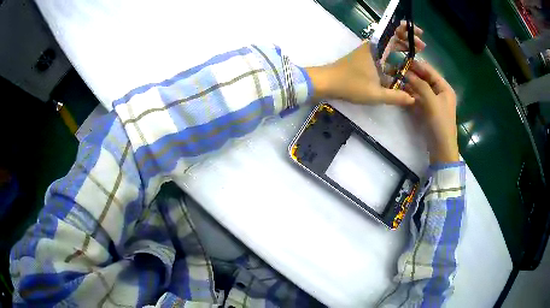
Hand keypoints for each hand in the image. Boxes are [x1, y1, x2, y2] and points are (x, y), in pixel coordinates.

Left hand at [306, 21, 423, 105]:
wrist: (326, 82)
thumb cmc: (350, 85)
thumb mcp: (375, 94)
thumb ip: (395, 97)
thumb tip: (413, 99)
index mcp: (377, 49)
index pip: (394, 33)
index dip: (407, 31)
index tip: (420, 34)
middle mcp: (373, 47)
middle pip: (393, 38)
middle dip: (408, 40)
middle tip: (422, 47)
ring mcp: (368, 53)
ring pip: (388, 47)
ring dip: (401, 49)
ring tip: (415, 56)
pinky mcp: (364, 60)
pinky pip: (383, 56)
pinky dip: (393, 59)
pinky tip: (400, 69)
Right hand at [405, 61, 458, 163]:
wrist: (441, 148)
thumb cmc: (440, 123)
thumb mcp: (431, 102)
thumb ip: (420, 85)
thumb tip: (406, 71)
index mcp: (444, 88)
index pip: (430, 71)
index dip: (417, 65)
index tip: (401, 58)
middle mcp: (439, 92)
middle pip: (424, 79)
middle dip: (411, 74)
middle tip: (395, 68)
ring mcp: (432, 101)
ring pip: (419, 88)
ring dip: (408, 84)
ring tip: (394, 77)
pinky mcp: (426, 110)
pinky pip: (417, 98)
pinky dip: (409, 94)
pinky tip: (399, 91)